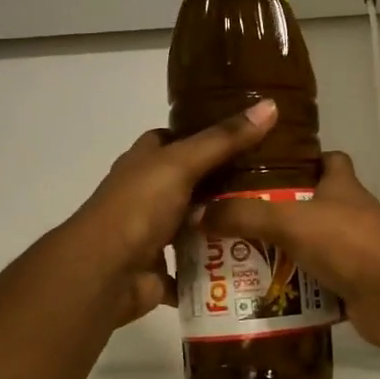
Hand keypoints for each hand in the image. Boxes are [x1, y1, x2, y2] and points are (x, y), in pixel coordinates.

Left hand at [65, 99, 279, 325]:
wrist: (105, 273)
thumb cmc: (138, 207)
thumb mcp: (182, 164)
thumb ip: (224, 139)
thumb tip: (270, 105)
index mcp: (145, 164)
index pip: (175, 140)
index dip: (206, 135)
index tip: (247, 135)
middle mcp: (147, 196)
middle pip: (191, 184)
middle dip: (226, 185)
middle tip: (275, 183)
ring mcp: (153, 235)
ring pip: (196, 227)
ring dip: (224, 227)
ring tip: (270, 221)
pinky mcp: (161, 270)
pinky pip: (195, 267)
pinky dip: (216, 269)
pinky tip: (251, 263)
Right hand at [199, 152, 379, 345]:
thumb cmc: (346, 242)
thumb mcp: (288, 220)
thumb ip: (244, 214)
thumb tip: (199, 214)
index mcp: (341, 186)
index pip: (327, 160)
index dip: (301, 160)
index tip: (264, 169)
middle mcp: (349, 214)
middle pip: (310, 207)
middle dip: (275, 215)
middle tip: (233, 222)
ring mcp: (353, 251)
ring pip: (309, 248)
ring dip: (280, 256)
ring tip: (236, 262)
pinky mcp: (352, 285)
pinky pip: (314, 285)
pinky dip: (293, 292)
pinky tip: (261, 296)